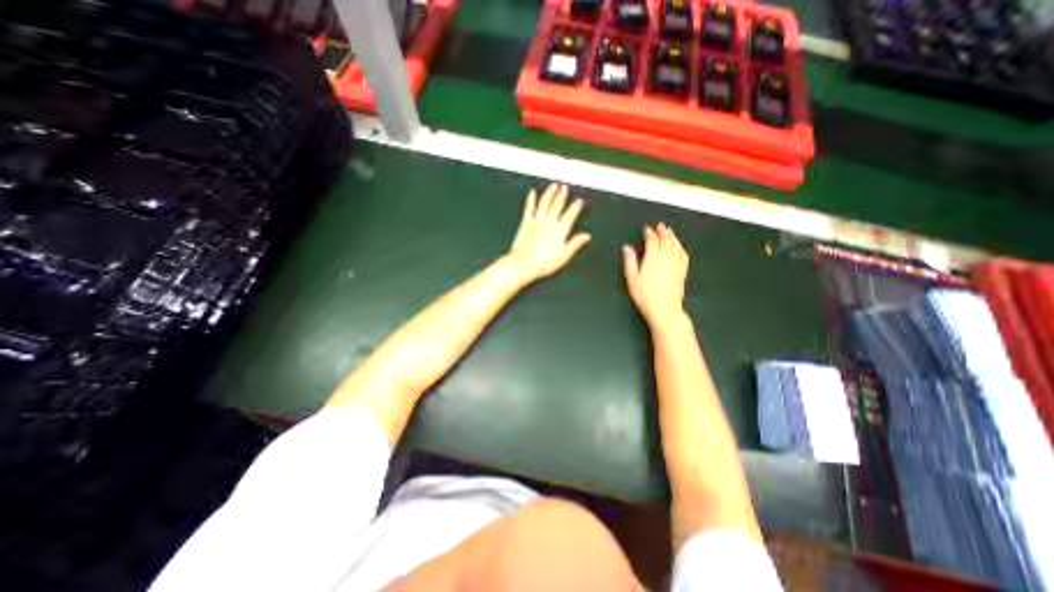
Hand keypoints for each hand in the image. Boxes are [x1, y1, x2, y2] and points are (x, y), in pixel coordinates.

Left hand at [503, 182, 589, 282]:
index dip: (575, 207)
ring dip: (550, 193)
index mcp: (559, 231)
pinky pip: (529, 208)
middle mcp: (549, 223)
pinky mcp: (526, 223)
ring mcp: (536, 221)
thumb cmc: (543, 263)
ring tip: (554, 185)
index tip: (579, 201)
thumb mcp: (564, 256)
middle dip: (562, 195)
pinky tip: (532, 193)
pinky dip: (531, 199)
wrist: (523, 264)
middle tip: (565, 187)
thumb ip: (575, 244)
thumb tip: (587, 236)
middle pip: (557, 205)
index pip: (570, 215)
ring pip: (544, 203)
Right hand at [623, 225, 692, 328]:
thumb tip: (627, 249)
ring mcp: (675, 264)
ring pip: (675, 245)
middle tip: (660, 226)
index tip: (647, 229)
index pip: (652, 240)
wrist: (664, 309)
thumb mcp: (632, 279)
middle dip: (663, 231)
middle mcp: (666, 258)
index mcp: (653, 258)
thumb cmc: (646, 296)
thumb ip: (629, 261)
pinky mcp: (682, 271)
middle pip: (666, 240)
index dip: (649, 233)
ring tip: (670, 231)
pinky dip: (681, 247)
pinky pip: (683, 255)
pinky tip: (680, 247)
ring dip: (672, 237)